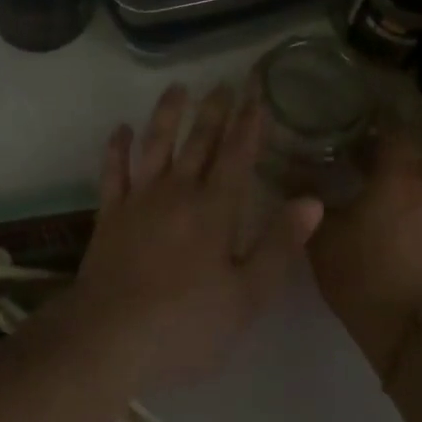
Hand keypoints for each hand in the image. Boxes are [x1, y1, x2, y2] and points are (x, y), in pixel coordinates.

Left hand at [66, 83, 323, 394]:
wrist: (109, 338)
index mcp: (215, 209)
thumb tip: (312, 200)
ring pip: (156, 144)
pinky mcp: (110, 213)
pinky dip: (117, 148)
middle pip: (199, 141)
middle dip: (214, 110)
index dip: (249, 123)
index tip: (257, 93)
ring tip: (177, 88)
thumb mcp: (247, 297)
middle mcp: (178, 191)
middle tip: (223, 82)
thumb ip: (279, 245)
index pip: (237, 154)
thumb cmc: (186, 324)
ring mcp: (140, 199)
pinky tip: (121, 129)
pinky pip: (114, 171)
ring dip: (167, 113)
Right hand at [308, 127, 421, 373]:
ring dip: (406, 157)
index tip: (360, 101)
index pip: (398, 126)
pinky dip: (410, 182)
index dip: (382, 111)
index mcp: (400, 175)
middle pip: (420, 142)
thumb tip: (286, 166)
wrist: (408, 333)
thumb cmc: (362, 272)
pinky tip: (384, 190)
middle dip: (398, 130)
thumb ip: (306, 193)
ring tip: (373, 156)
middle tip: (366, 125)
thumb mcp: (322, 232)